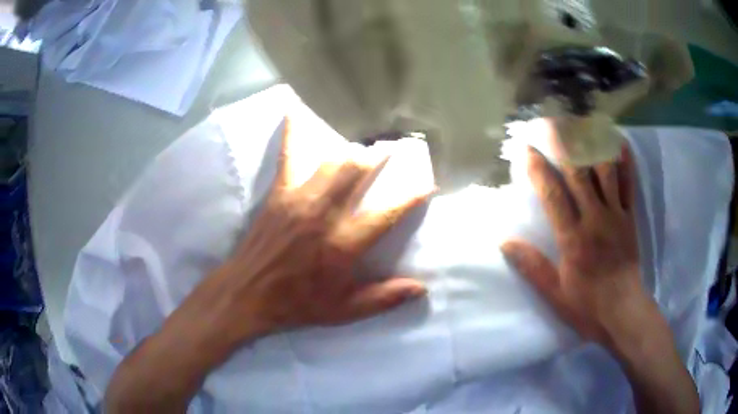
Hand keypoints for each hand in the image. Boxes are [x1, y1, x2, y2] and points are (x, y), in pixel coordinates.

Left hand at [207, 119, 431, 342]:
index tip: (427, 185)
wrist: (248, 293)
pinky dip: (294, 132)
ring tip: (363, 146)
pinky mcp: (279, 193)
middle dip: (379, 157)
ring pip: (332, 161)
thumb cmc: (298, 303)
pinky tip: (295, 109)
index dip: (411, 196)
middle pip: (358, 172)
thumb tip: (421, 288)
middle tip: (392, 149)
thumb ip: (383, 298)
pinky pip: (288, 155)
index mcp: (344, 245)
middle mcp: (325, 215)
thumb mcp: (343, 311)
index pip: (387, 213)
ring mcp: (300, 199)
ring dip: (352, 150)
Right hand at [501, 142, 654, 351]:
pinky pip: (629, 186)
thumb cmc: (586, 305)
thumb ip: (531, 265)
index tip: (527, 149)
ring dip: (592, 145)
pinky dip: (625, 163)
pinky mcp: (630, 219)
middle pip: (578, 174)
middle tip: (550, 123)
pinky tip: (620, 144)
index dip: (538, 169)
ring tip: (581, 125)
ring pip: (605, 172)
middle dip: (563, 145)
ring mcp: (616, 215)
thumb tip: (504, 241)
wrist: (623, 312)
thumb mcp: (554, 293)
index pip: (552, 194)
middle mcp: (594, 219)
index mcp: (573, 238)